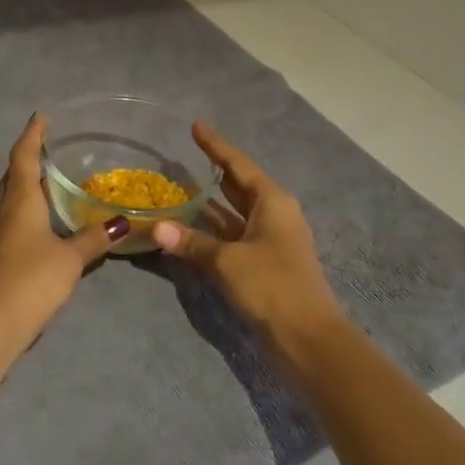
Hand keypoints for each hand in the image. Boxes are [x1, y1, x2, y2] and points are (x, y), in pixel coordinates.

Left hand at [0, 114, 128, 344]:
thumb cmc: (31, 280)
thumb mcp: (70, 259)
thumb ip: (94, 239)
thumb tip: (121, 222)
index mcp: (19, 201)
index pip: (23, 157)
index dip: (32, 135)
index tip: (40, 117)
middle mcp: (0, 211)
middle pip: (11, 176)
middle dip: (27, 160)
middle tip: (48, 150)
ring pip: (7, 200)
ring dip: (23, 187)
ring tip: (46, 185)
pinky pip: (6, 221)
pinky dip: (21, 213)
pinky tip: (36, 226)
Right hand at [153, 124, 348, 359]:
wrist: (308, 338)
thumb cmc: (272, 286)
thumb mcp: (228, 261)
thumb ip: (192, 243)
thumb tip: (157, 229)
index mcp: (272, 202)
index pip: (238, 165)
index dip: (215, 146)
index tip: (196, 126)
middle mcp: (273, 215)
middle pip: (238, 186)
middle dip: (213, 172)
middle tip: (185, 156)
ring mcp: (270, 241)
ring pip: (234, 214)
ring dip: (210, 205)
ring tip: (179, 190)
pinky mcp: (264, 265)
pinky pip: (233, 237)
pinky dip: (212, 232)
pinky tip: (189, 231)